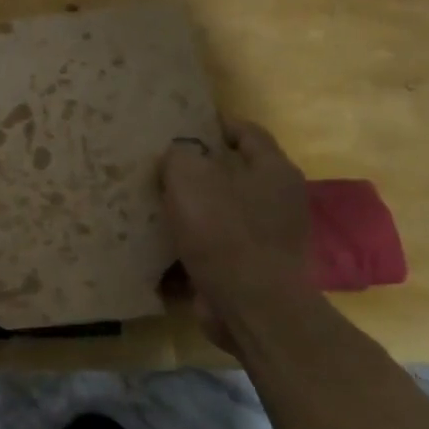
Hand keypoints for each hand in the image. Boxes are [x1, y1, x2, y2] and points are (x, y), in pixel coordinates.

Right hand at [159, 119, 314, 347]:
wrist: (250, 304)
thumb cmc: (223, 232)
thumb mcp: (190, 178)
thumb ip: (179, 157)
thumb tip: (177, 155)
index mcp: (272, 171)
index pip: (248, 132)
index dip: (216, 124)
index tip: (183, 123)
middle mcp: (277, 200)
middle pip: (233, 173)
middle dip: (197, 170)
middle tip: (158, 165)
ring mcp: (266, 237)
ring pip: (220, 211)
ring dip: (190, 209)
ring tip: (151, 204)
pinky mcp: (249, 268)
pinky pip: (213, 245)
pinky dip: (189, 243)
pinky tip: (158, 243)